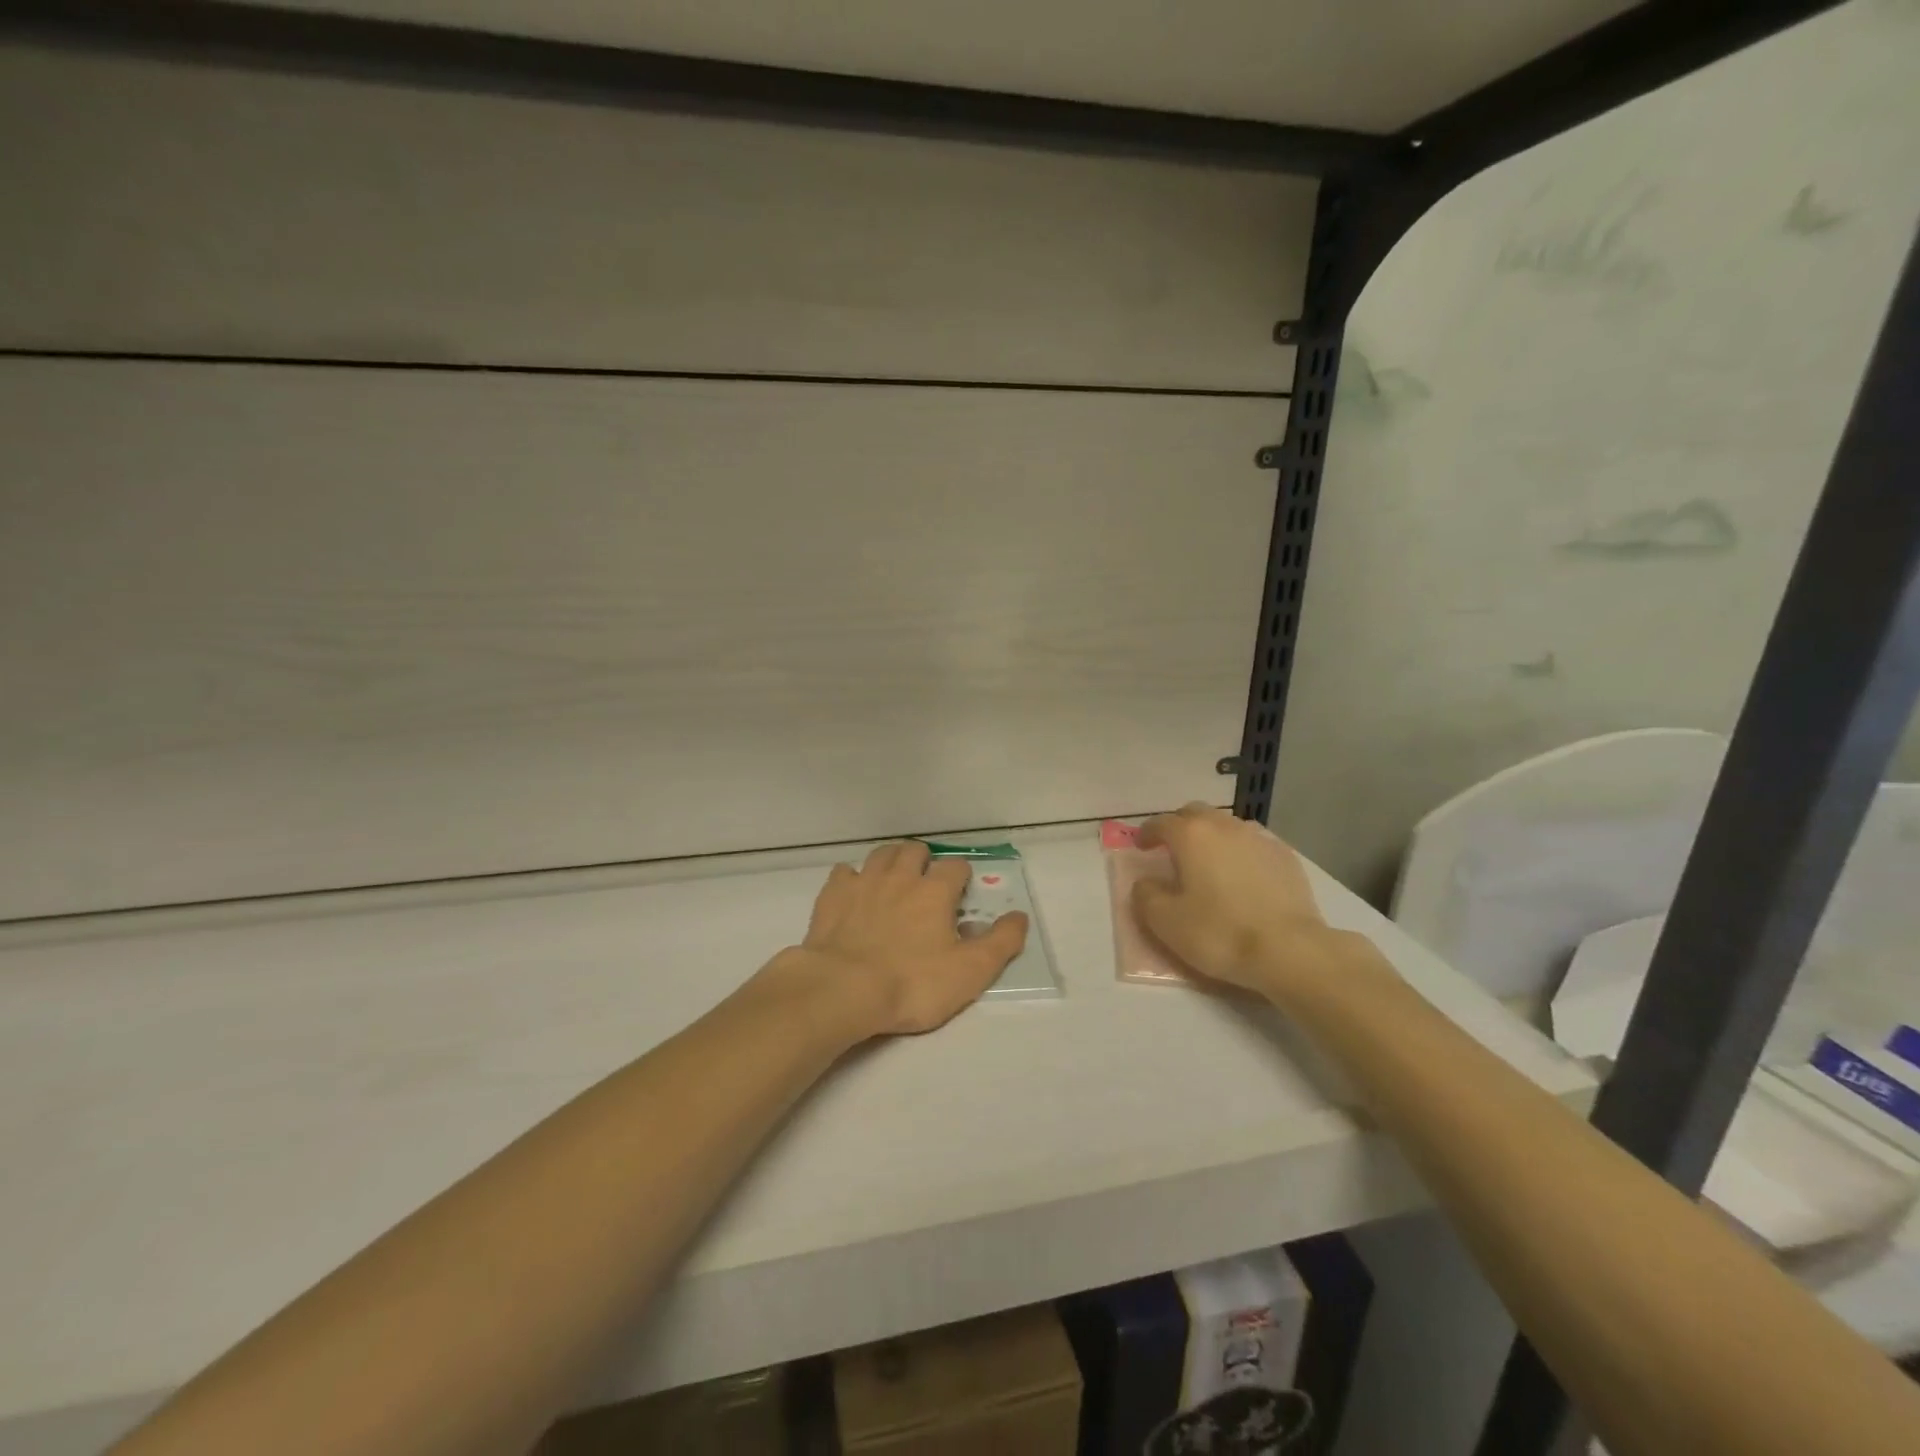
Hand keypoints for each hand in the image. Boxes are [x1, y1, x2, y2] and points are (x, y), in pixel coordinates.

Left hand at [787, 841, 1028, 1037]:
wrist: (843, 990)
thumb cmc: (913, 984)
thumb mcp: (970, 972)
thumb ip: (1001, 942)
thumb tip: (1019, 916)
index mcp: (935, 890)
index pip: (956, 866)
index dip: (962, 878)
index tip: (960, 897)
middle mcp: (900, 876)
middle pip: (915, 850)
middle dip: (924, 861)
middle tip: (926, 886)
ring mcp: (863, 882)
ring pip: (881, 854)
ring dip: (892, 861)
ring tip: (895, 881)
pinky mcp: (833, 895)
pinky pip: (844, 872)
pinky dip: (853, 878)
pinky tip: (855, 894)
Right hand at [1130, 804, 1344, 998]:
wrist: (1289, 950)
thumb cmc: (1219, 933)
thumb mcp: (1165, 922)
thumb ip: (1145, 895)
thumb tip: (1146, 882)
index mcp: (1191, 836)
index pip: (1161, 823)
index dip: (1147, 833)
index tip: (1141, 847)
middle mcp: (1224, 827)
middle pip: (1195, 814)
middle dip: (1180, 826)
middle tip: (1173, 849)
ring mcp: (1259, 839)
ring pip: (1227, 826)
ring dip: (1212, 837)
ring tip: (1209, 862)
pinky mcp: (1286, 857)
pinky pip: (1253, 844)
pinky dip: (1240, 852)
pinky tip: (1242, 876)